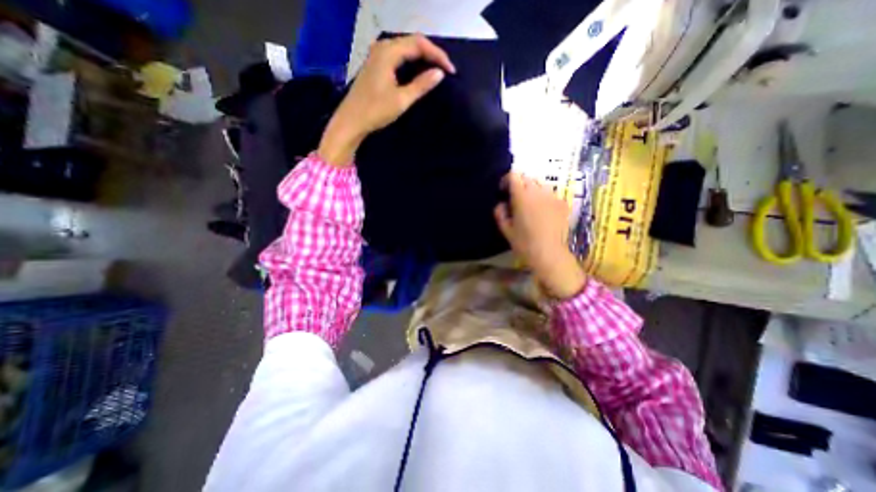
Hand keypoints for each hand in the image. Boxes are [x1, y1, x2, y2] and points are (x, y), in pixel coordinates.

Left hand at [321, 35, 458, 167]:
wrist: (351, 121)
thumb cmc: (376, 111)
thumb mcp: (402, 99)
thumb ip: (421, 85)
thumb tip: (440, 73)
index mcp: (388, 52)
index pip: (419, 44)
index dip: (437, 55)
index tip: (451, 71)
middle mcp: (382, 47)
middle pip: (412, 43)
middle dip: (431, 54)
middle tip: (446, 70)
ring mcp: (377, 55)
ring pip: (405, 49)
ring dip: (422, 57)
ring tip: (436, 70)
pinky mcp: (375, 65)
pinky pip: (398, 57)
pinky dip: (412, 62)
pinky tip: (418, 72)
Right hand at [492, 172, 586, 299]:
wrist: (549, 254)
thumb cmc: (524, 243)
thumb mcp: (506, 230)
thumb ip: (500, 213)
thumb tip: (502, 204)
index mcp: (522, 197)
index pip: (514, 176)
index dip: (507, 179)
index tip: (503, 190)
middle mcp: (538, 192)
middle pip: (527, 177)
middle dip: (519, 184)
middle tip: (515, 198)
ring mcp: (553, 196)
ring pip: (541, 184)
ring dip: (532, 189)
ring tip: (530, 203)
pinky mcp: (562, 203)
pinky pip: (551, 193)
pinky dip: (544, 197)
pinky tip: (543, 210)